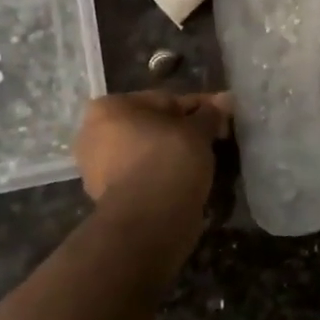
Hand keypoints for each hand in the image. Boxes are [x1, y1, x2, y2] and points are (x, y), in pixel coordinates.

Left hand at [74, 91, 232, 207]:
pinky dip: (162, 175)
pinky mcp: (107, 197)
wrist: (148, 221)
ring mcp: (96, 168)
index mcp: (108, 108)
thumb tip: (226, 98)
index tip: (221, 117)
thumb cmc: (168, 160)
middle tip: (214, 138)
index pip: (165, 100)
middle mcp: (93, 134)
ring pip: (146, 151)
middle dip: (181, 131)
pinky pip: (143, 175)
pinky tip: (186, 179)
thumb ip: (210, 114)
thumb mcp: (197, 131)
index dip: (198, 108)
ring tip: (203, 161)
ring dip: (172, 153)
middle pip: (152, 126)